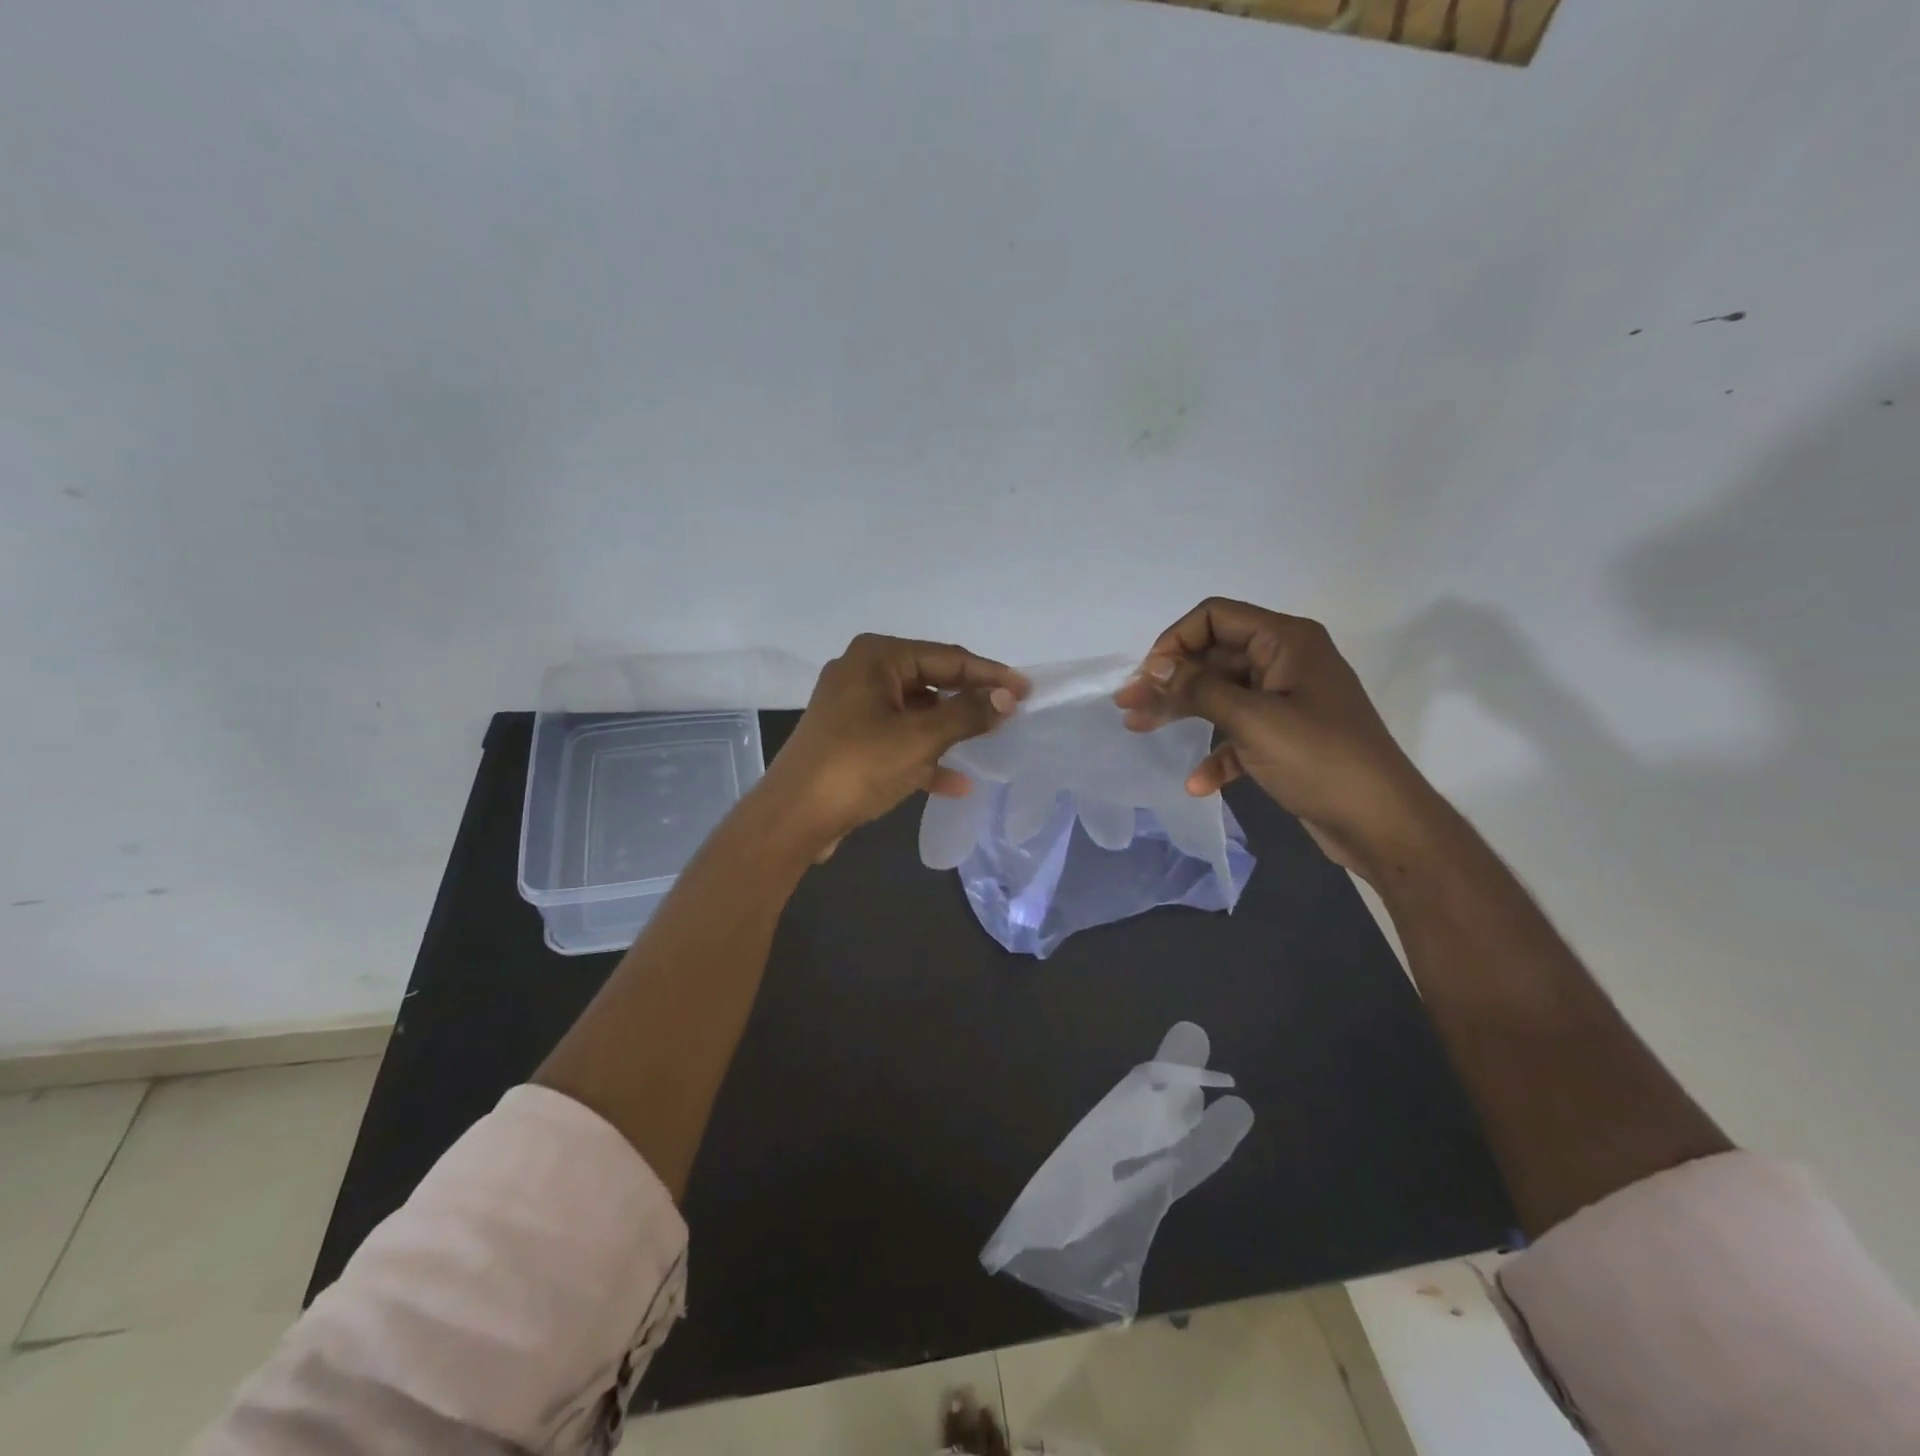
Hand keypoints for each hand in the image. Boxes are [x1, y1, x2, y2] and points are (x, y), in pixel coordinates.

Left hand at [759, 634, 1028, 858]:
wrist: (794, 817)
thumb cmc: (857, 766)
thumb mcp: (919, 738)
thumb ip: (967, 714)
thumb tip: (1007, 698)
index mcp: (877, 657)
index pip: (947, 657)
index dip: (990, 675)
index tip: (1026, 691)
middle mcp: (863, 672)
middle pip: (931, 681)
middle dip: (969, 701)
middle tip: (1010, 714)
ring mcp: (853, 707)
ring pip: (915, 712)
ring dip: (949, 730)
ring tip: (989, 742)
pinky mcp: (850, 739)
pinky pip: (898, 739)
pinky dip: (924, 756)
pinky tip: (956, 783)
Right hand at [1112, 599, 1447, 881]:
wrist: (1382, 824)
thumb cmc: (1320, 760)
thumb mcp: (1253, 720)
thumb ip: (1199, 688)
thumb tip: (1153, 666)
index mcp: (1287, 641)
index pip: (1216, 617)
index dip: (1175, 641)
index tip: (1148, 677)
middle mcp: (1286, 662)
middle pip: (1214, 657)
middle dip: (1170, 680)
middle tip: (1128, 705)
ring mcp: (1287, 701)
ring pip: (1221, 695)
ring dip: (1183, 712)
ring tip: (1139, 730)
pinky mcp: (1286, 738)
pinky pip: (1240, 733)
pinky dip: (1216, 753)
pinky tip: (1197, 783)